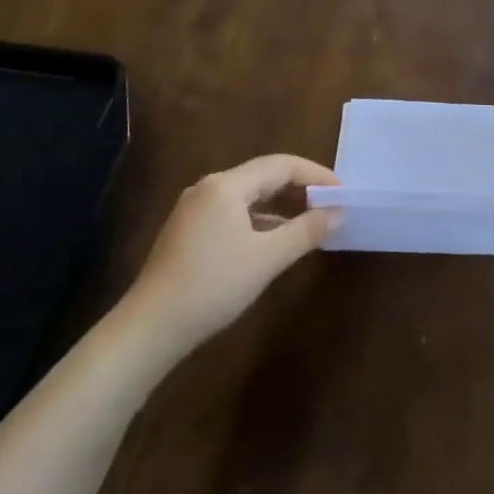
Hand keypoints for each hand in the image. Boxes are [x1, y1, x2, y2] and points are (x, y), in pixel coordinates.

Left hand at [121, 154, 339, 357]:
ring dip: (281, 205)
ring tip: (311, 222)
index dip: (316, 175)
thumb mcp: (267, 258)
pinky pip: (234, 213)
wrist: (151, 327)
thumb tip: (338, 212)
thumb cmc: (213, 285)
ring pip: (248, 196)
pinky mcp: (189, 231)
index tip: (343, 193)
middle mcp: (208, 188)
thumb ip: (306, 231)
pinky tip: (276, 240)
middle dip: (300, 188)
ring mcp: (195, 210)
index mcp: (226, 186)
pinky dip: (261, 220)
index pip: (281, 165)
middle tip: (331, 206)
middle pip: (263, 176)